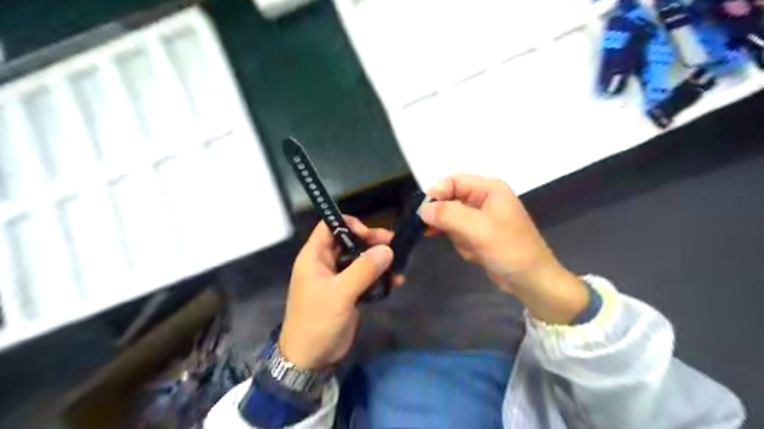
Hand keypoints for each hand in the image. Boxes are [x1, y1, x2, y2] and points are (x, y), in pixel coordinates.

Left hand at [280, 217, 400, 368]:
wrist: (310, 359)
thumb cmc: (317, 322)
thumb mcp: (340, 294)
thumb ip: (364, 269)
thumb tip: (387, 249)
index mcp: (314, 257)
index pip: (329, 226)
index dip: (348, 224)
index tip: (369, 234)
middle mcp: (325, 263)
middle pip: (349, 241)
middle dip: (371, 242)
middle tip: (393, 245)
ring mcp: (338, 278)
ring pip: (360, 259)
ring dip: (379, 260)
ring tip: (399, 267)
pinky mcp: (348, 292)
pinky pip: (366, 277)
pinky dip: (380, 277)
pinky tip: (395, 282)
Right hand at [420, 173, 585, 322]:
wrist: (531, 281)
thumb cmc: (510, 250)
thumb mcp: (478, 229)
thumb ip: (448, 214)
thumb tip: (422, 209)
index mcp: (489, 189)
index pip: (453, 181)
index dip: (437, 193)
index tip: (423, 213)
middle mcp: (484, 199)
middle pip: (450, 200)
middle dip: (447, 220)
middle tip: (439, 234)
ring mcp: (481, 218)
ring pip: (451, 219)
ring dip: (456, 236)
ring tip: (472, 247)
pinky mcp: (479, 234)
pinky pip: (458, 234)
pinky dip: (462, 244)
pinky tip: (474, 254)